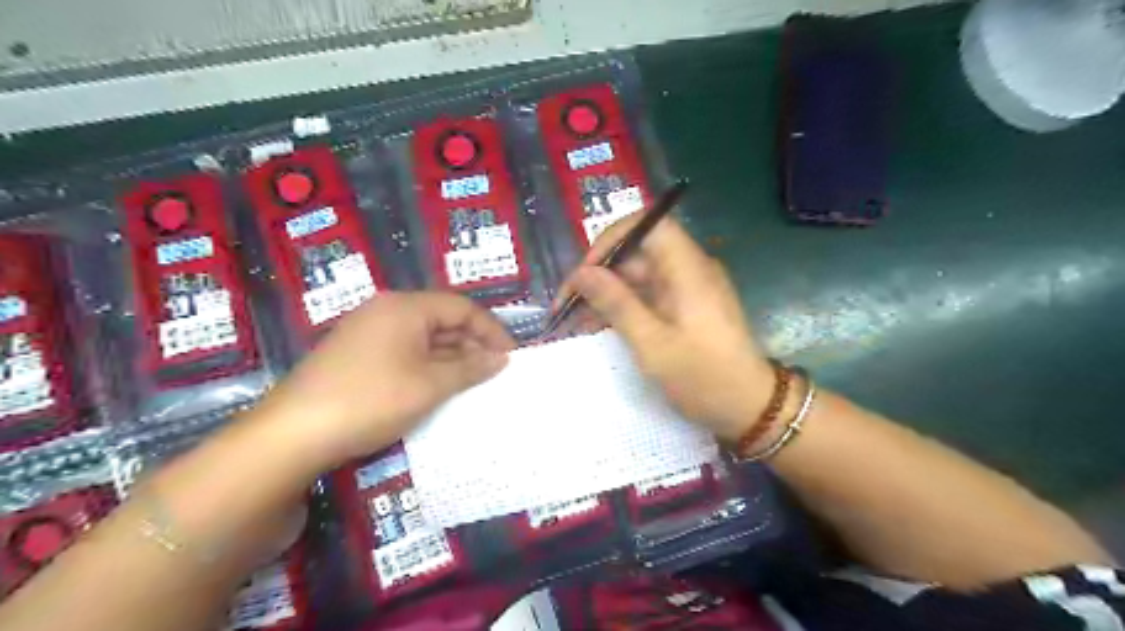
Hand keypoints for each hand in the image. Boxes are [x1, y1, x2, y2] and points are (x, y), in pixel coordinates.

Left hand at [256, 294, 513, 466]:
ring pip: (423, 338)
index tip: (511, 356)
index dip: (491, 330)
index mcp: (405, 307)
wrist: (292, 435)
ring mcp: (367, 333)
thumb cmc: (371, 400)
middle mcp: (385, 311)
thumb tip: (501, 359)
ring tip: (474, 383)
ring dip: (451, 358)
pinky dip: (427, 367)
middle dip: (472, 344)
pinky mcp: (356, 356)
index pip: (461, 307)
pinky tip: (439, 388)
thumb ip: (470, 368)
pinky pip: (404, 352)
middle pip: (442, 319)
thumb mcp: (430, 385)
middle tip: (495, 372)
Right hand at [561, 213, 774, 440]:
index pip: (648, 224)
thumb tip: (582, 273)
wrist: (750, 408)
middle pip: (638, 252)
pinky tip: (598, 325)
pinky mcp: (686, 306)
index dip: (612, 239)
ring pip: (639, 275)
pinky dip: (623, 306)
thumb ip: (617, 304)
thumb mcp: (653, 344)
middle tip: (567, 304)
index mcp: (687, 268)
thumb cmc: (703, 377)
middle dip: (600, 273)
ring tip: (574, 319)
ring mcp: (688, 288)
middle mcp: (689, 269)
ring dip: (607, 292)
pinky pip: (648, 294)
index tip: (585, 270)